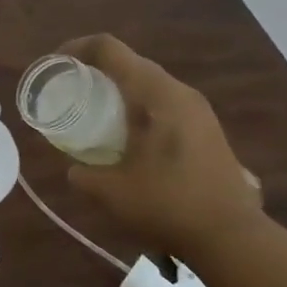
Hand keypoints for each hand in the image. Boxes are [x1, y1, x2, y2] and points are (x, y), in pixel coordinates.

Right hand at [60, 34, 263, 261]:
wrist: (232, 237)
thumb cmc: (167, 205)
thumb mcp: (110, 191)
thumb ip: (83, 173)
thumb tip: (74, 168)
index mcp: (154, 94)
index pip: (109, 49)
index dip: (76, 49)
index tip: (54, 67)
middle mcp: (179, 91)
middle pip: (129, 62)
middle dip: (95, 69)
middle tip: (69, 90)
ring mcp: (198, 109)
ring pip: (149, 82)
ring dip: (119, 88)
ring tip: (94, 112)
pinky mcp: (206, 128)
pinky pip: (163, 101)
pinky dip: (138, 106)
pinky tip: (127, 136)